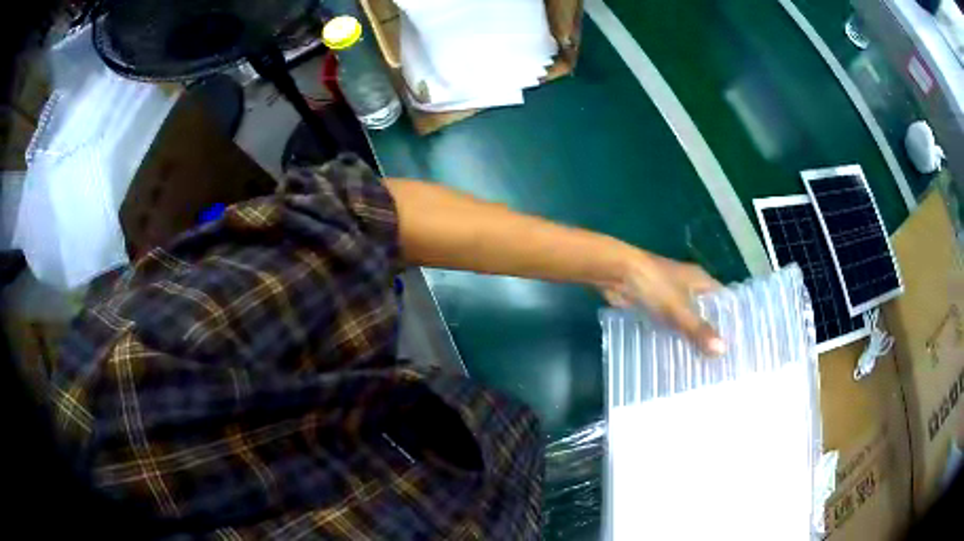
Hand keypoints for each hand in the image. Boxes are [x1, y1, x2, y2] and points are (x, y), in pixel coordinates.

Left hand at [601, 251, 725, 356]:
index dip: (730, 320)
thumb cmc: (654, 284)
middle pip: (705, 313)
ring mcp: (670, 297)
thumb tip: (722, 351)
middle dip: (710, 334)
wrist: (616, 273)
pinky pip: (668, 325)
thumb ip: (699, 329)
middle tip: (721, 363)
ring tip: (703, 366)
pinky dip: (672, 338)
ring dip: (690, 338)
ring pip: (686, 321)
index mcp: (700, 280)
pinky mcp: (654, 307)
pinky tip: (677, 358)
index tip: (738, 344)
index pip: (723, 301)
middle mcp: (688, 287)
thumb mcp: (679, 308)